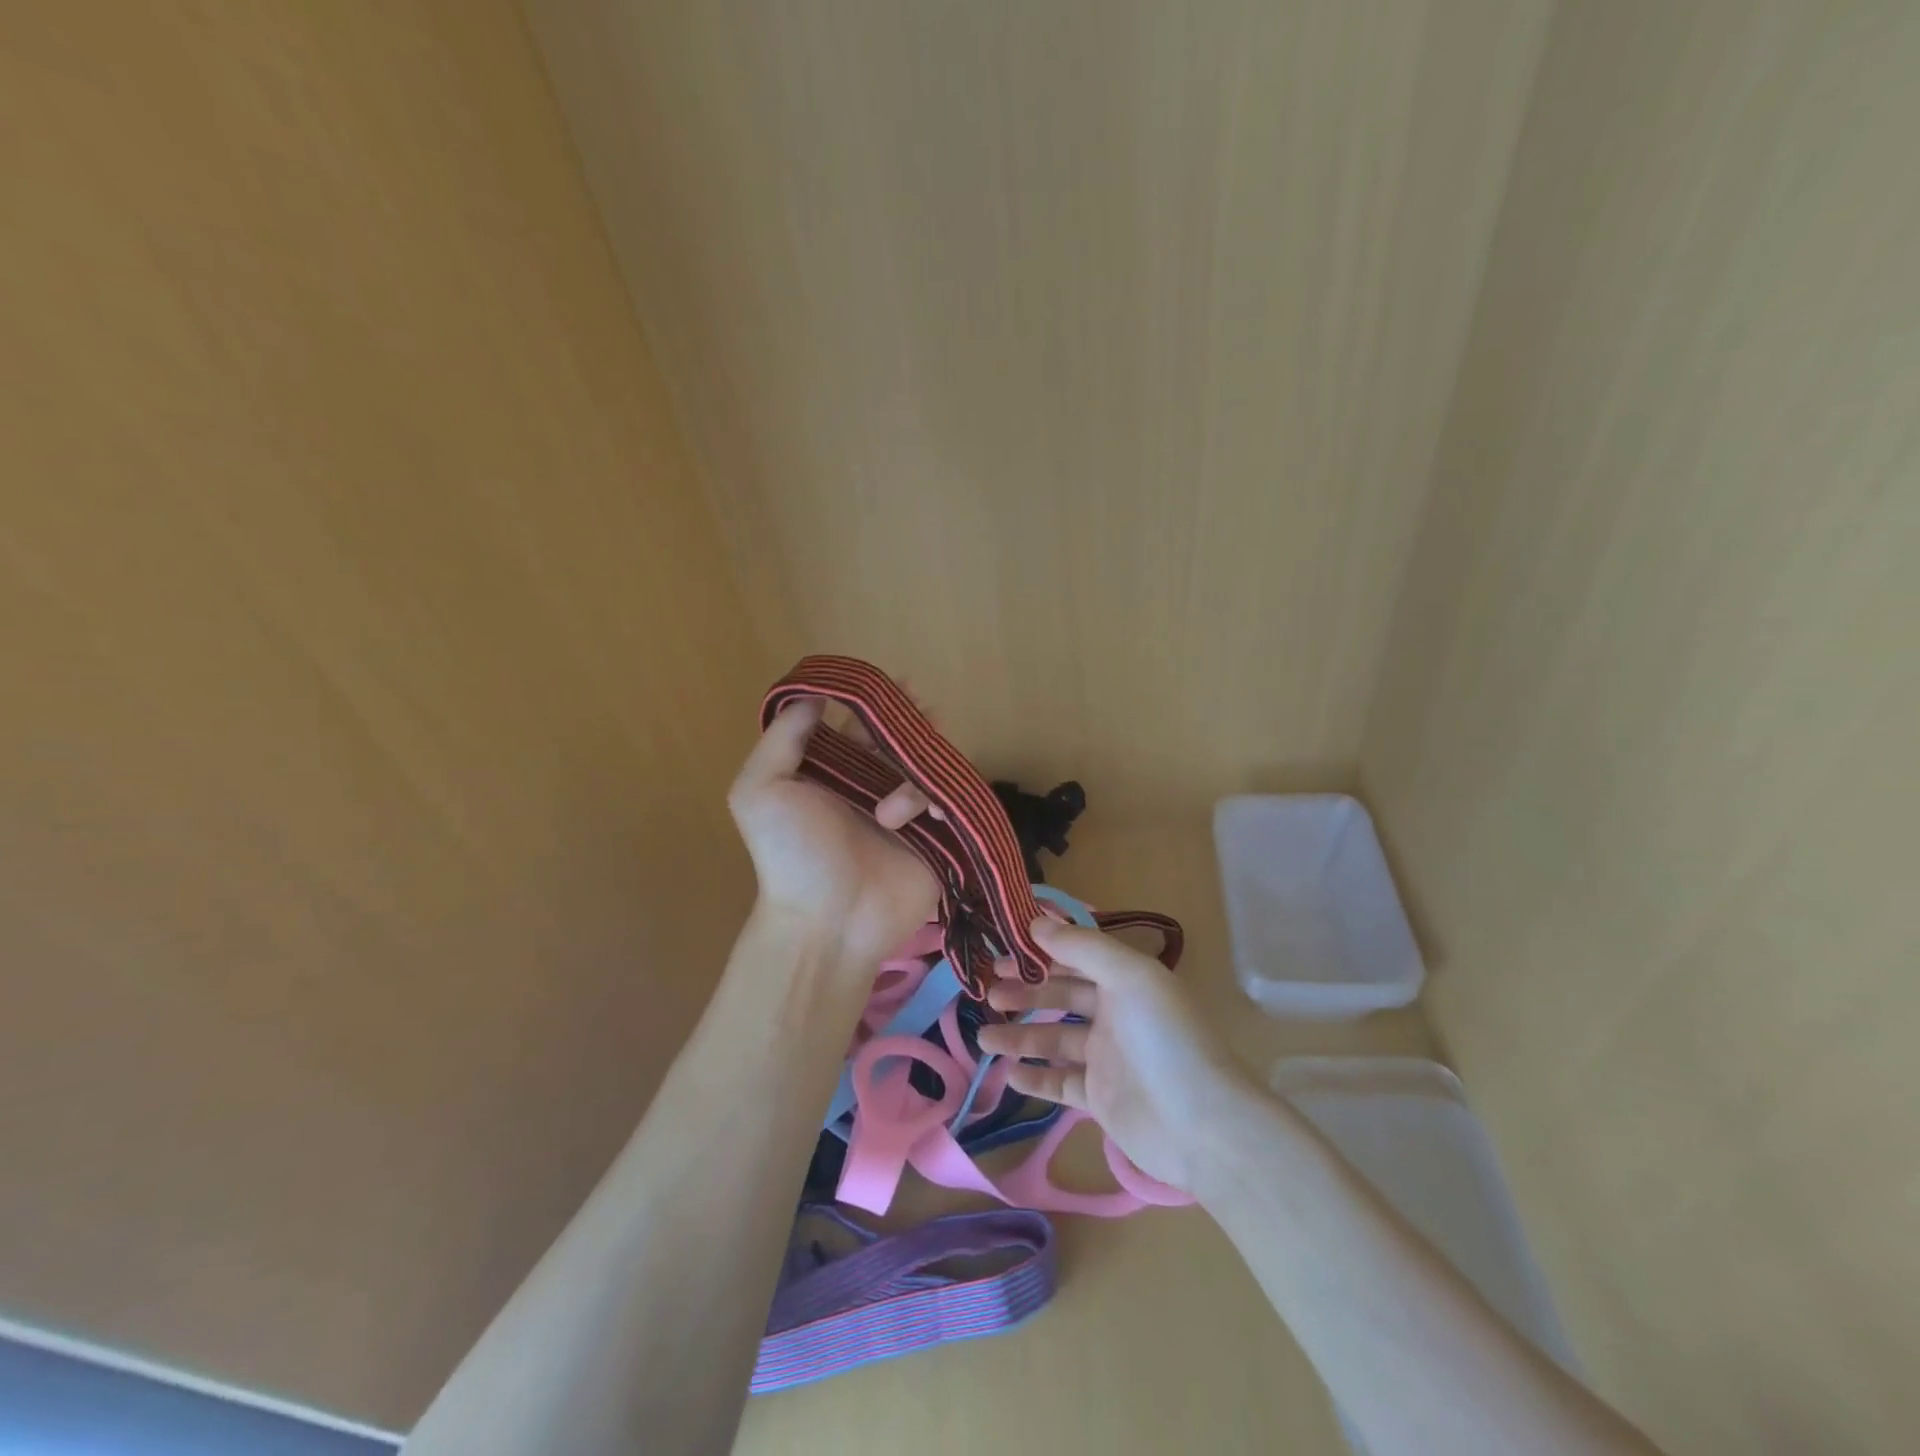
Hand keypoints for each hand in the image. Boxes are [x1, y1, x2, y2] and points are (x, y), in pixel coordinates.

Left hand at [727, 698, 941, 967]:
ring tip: (890, 816)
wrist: (827, 924)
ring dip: (914, 778)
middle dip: (913, 726)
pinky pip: (953, 800)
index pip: (860, 725)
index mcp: (833, 772)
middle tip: (923, 717)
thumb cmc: (792, 856)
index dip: (876, 702)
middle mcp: (871, 786)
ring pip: (930, 767)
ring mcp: (907, 812)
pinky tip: (930, 816)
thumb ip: (782, 738)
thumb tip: (810, 693)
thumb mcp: (760, 791)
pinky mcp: (936, 836)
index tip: (895, 685)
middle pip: (902, 740)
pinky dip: (945, 799)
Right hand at [977, 917, 1251, 1191]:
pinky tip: (1008, 1073)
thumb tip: (1035, 920)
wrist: (1202, 1125)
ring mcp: (1106, 1058)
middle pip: (1060, 995)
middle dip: (1024, 991)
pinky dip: (1035, 1077)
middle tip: (987, 991)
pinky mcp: (1100, 1098)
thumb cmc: (1164, 1038)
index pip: (1075, 955)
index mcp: (1125, 980)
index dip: (1040, 949)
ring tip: (983, 1039)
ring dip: (1019, 1036)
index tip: (1002, 946)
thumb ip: (1081, 946)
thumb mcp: (1129, 976)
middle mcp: (1115, 1014)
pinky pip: (1060, 1083)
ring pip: (1053, 1039)